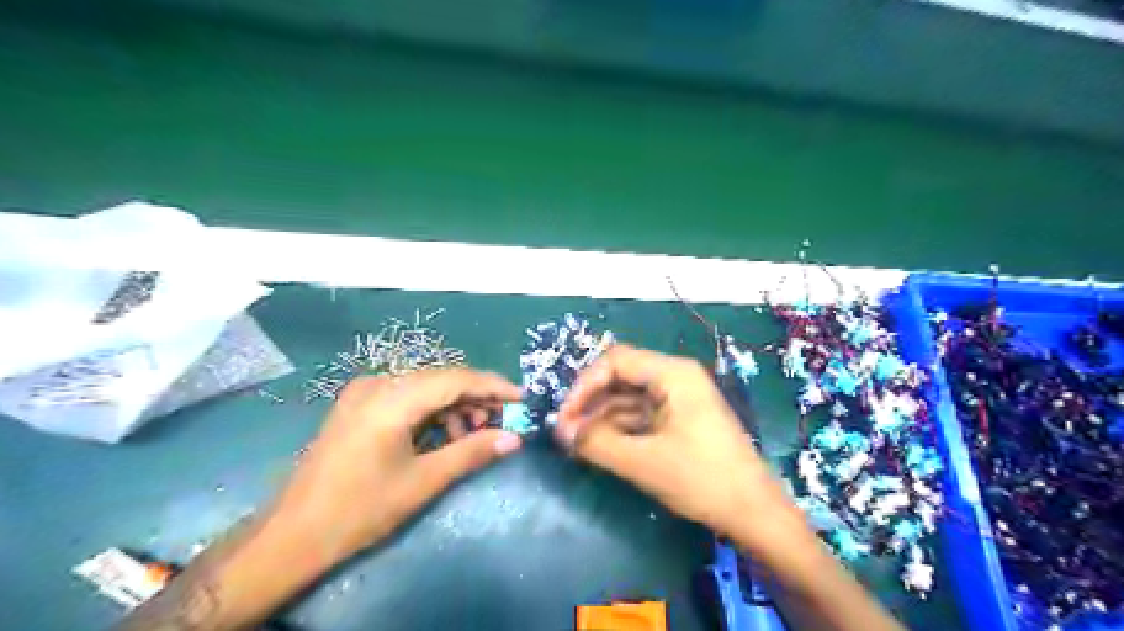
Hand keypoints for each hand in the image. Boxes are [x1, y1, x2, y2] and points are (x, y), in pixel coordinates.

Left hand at [270, 367, 522, 564]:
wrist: (293, 534)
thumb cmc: (360, 509)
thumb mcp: (423, 482)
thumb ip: (472, 452)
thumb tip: (515, 438)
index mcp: (392, 399)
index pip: (457, 379)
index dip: (494, 386)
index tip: (523, 399)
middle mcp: (379, 383)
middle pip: (443, 379)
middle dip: (477, 398)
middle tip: (503, 422)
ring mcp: (366, 391)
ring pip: (427, 387)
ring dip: (455, 406)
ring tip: (474, 435)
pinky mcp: (360, 403)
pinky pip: (408, 396)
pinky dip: (433, 411)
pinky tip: (444, 435)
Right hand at [557, 345, 792, 540]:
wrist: (754, 513)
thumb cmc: (702, 479)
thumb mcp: (643, 462)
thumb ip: (597, 443)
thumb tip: (561, 432)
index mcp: (673, 373)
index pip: (616, 361)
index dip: (584, 385)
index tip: (564, 417)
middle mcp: (676, 377)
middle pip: (621, 377)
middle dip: (591, 403)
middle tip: (566, 433)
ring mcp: (679, 398)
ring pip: (628, 397)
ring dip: (602, 418)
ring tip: (577, 444)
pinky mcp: (679, 419)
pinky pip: (641, 415)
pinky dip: (619, 429)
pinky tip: (599, 447)